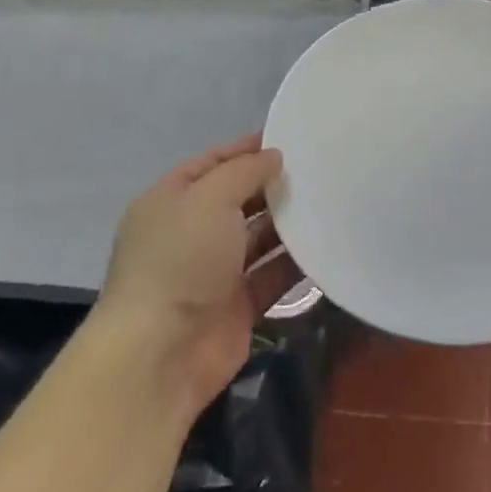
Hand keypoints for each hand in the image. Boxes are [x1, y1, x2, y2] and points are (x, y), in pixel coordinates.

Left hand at [94, 135, 300, 415]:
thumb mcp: (209, 198)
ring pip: (257, 239)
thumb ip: (244, 172)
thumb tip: (273, 156)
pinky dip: (295, 263)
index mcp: (170, 201)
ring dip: (288, 224)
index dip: (245, 150)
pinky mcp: (237, 307)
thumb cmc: (180, 259)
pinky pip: (271, 276)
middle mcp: (190, 234)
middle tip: (317, 170)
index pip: (211, 164)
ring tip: (329, 202)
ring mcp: (213, 273)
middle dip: (271, 186)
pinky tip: (327, 245)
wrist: (161, 353)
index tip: (286, 138)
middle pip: (237, 200)